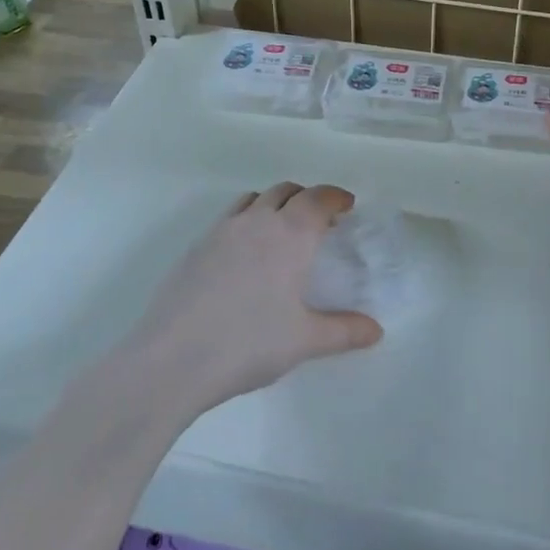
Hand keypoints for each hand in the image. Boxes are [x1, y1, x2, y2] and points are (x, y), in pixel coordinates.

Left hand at [128, 183, 382, 412]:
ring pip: (255, 198)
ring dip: (274, 204)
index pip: (319, 198)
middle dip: (307, 198)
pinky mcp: (197, 245)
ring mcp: (223, 229)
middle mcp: (258, 220)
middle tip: (320, 221)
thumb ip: (344, 331)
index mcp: (291, 234)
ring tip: (282, 230)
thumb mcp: (304, 341)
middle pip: (287, 190)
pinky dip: (247, 220)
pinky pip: (230, 217)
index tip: (347, 205)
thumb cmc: (248, 344)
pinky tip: (245, 255)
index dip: (336, 197)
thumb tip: (376, 330)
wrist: (173, 358)